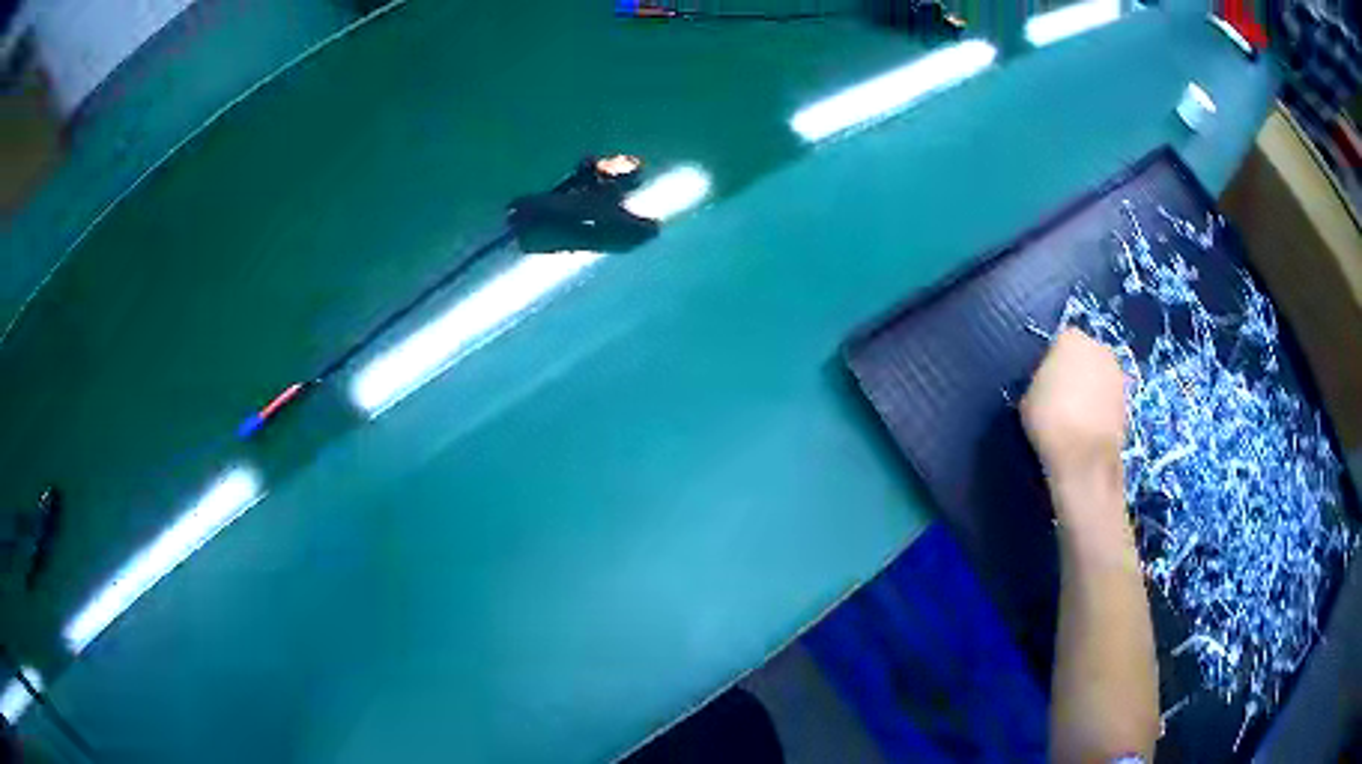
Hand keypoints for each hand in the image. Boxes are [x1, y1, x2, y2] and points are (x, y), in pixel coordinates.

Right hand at [1022, 328, 1126, 493]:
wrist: (1084, 456)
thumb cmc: (1049, 419)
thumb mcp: (1028, 395)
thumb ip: (1041, 380)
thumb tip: (1049, 383)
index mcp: (1071, 339)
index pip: (1059, 343)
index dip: (1051, 364)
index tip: (1044, 385)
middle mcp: (1098, 347)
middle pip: (1084, 355)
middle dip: (1075, 371)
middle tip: (1061, 398)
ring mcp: (1117, 373)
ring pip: (1099, 376)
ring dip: (1091, 389)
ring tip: (1076, 415)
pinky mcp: (1127, 398)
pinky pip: (1108, 397)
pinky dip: (1100, 407)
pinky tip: (1089, 427)